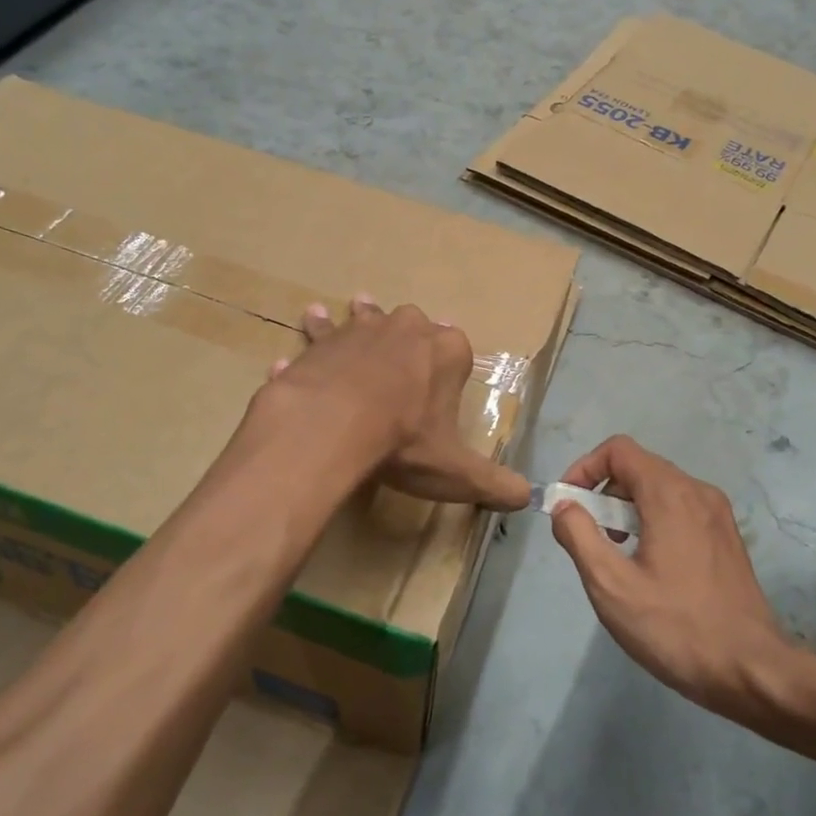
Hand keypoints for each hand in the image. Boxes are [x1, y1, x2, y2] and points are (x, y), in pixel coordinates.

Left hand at [263, 295, 530, 510]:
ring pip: (362, 318)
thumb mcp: (456, 471)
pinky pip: (316, 340)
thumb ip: (493, 483)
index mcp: (448, 351)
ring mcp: (362, 330)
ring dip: (357, 321)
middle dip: (409, 337)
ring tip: (342, 319)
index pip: (459, 350)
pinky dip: (309, 346)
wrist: (333, 426)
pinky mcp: (322, 342)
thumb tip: (527, 497)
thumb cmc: (404, 442)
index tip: (441, 385)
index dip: (451, 368)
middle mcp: (408, 328)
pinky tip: (288, 359)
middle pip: (413, 324)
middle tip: (400, 357)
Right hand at [551, 435, 784, 712]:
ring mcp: (717, 514)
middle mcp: (698, 492)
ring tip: (615, 554)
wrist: (752, 670)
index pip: (618, 450)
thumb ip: (579, 536)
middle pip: (639, 467)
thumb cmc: (675, 627)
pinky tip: (648, 566)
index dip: (584, 468)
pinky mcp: (726, 537)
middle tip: (589, 537)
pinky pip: (680, 509)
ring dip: (627, 508)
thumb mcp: (611, 586)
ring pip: (660, 489)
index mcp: (670, 494)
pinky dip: (653, 520)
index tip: (568, 505)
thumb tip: (564, 505)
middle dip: (604, 492)